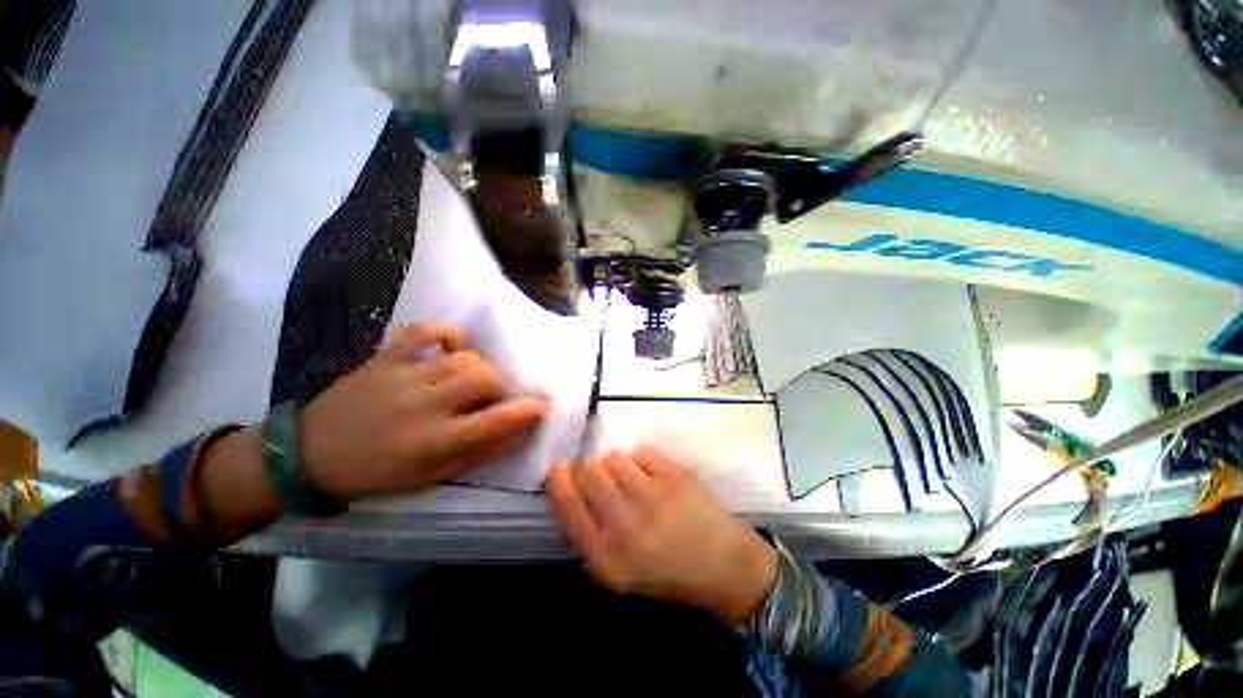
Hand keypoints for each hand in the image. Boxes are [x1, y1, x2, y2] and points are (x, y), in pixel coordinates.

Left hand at [300, 323, 548, 499]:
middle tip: (496, 394)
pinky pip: (424, 330)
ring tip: (472, 377)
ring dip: (479, 365)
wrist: (310, 454)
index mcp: (436, 440)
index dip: (528, 410)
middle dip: (501, 385)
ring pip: (463, 356)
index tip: (541, 406)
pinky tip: (452, 346)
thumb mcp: (432, 476)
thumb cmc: (378, 471)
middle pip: (485, 378)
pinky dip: (446, 332)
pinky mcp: (386, 357)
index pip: (496, 420)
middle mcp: (425, 404)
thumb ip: (479, 452)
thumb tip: (517, 431)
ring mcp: (404, 375)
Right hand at [546, 445, 776, 623]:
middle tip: (604, 478)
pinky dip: (644, 460)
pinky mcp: (674, 477)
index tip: (559, 467)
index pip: (567, 504)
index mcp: (605, 556)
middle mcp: (624, 525)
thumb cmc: (667, 572)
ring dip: (619, 465)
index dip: (559, 479)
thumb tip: (569, 497)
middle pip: (588, 471)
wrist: (723, 566)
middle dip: (591, 469)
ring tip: (635, 481)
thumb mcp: (618, 572)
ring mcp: (651, 497)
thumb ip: (588, 536)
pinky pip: (642, 451)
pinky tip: (655, 477)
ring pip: (614, 457)